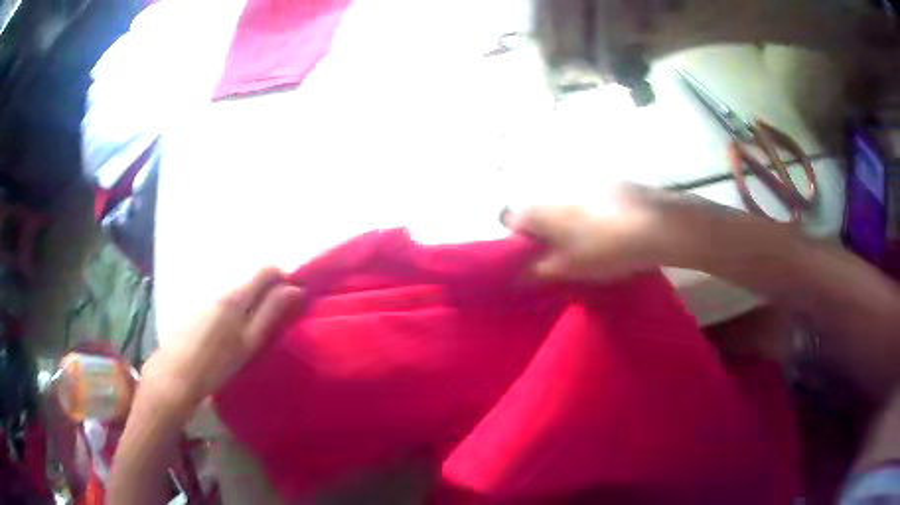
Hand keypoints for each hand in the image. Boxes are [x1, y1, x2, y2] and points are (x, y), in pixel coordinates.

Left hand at [142, 267, 304, 412]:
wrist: (175, 374)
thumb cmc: (217, 363)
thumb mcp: (250, 342)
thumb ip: (272, 312)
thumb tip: (295, 289)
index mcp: (237, 295)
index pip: (267, 270)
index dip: (284, 280)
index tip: (294, 300)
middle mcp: (221, 289)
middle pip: (251, 280)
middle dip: (268, 293)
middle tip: (277, 321)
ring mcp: (206, 298)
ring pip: (237, 292)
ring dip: (251, 303)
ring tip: (254, 333)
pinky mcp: (197, 310)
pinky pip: (223, 302)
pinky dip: (234, 311)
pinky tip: (230, 336)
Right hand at [506, 184, 720, 280]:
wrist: (658, 225)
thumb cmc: (606, 248)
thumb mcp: (570, 268)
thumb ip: (540, 271)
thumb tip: (519, 275)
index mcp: (544, 209)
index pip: (512, 219)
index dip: (516, 242)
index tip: (531, 261)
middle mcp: (560, 189)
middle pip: (541, 211)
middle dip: (545, 233)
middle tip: (562, 258)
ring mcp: (587, 182)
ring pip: (567, 205)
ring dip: (570, 223)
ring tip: (590, 246)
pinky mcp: (612, 182)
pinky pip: (591, 201)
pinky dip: (593, 215)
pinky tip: (612, 232)